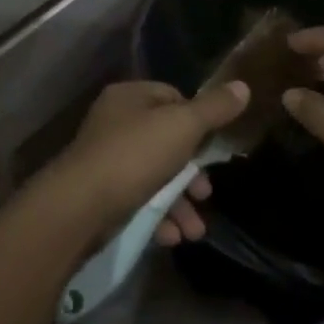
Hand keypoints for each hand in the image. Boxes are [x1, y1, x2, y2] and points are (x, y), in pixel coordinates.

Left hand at [46, 79, 249, 245]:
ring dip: (180, 203)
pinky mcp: (102, 195)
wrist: (79, 208)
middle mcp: (115, 123)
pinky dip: (158, 217)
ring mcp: (106, 160)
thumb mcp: (182, 126)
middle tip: (206, 194)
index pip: (173, 97)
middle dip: (192, 174)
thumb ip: (214, 109)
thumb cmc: (135, 155)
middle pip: (167, 141)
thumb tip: (243, 86)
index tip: (213, 148)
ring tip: (195, 230)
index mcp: (130, 97)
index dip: (197, 121)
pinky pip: (138, 201)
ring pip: (155, 176)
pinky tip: (172, 237)